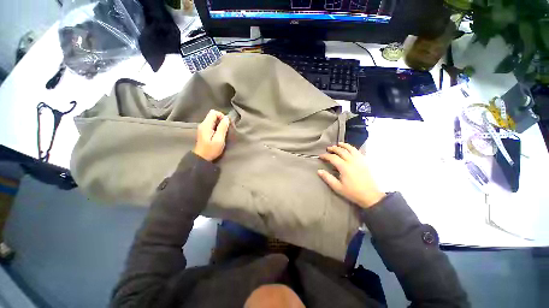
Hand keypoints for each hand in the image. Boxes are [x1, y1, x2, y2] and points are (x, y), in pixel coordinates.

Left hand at [193, 110, 229, 161]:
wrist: (201, 158)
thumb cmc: (211, 149)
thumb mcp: (219, 139)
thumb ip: (222, 128)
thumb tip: (226, 118)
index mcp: (206, 125)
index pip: (213, 112)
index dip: (221, 116)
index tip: (226, 124)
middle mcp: (203, 124)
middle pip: (212, 115)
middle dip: (221, 119)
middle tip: (226, 128)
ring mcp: (202, 128)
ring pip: (212, 120)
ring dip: (219, 124)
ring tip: (223, 132)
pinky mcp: (204, 132)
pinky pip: (211, 124)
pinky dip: (217, 127)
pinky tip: (219, 134)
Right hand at [318, 142, 384, 207]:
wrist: (370, 196)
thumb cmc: (352, 192)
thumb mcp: (337, 187)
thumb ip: (328, 178)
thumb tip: (319, 171)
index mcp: (344, 167)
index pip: (333, 157)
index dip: (326, 156)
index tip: (320, 156)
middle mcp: (352, 161)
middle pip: (341, 151)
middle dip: (334, 148)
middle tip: (328, 148)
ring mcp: (359, 160)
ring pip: (351, 149)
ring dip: (344, 145)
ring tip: (339, 144)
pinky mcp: (365, 162)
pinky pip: (358, 151)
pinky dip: (352, 148)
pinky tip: (350, 149)